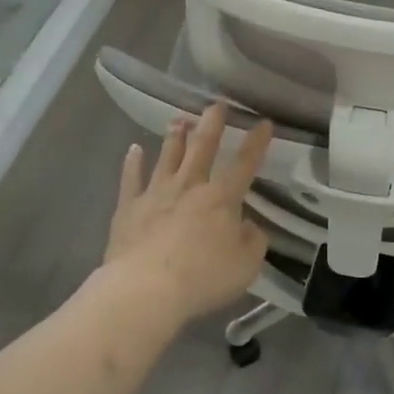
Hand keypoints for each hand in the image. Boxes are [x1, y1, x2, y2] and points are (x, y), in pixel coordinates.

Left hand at [104, 104, 272, 323]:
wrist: (146, 288)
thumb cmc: (203, 277)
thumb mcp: (246, 265)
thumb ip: (253, 241)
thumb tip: (248, 226)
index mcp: (222, 198)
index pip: (244, 165)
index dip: (256, 143)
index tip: (264, 122)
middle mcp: (190, 186)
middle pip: (202, 148)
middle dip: (212, 125)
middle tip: (215, 104)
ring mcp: (156, 194)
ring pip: (168, 157)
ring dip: (175, 137)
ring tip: (179, 119)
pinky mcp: (129, 208)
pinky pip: (131, 179)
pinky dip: (133, 163)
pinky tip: (134, 149)